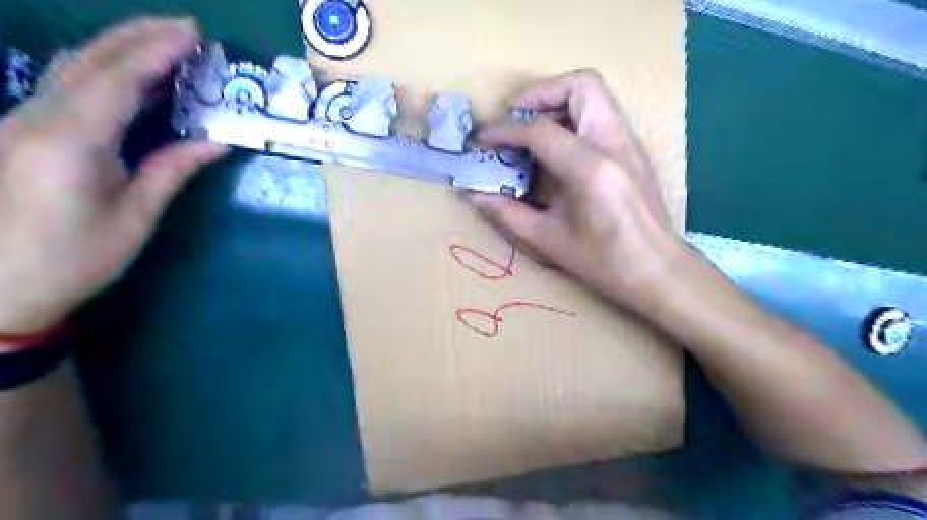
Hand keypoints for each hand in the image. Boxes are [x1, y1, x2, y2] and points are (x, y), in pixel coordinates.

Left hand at [1, 19, 227, 333]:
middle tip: (184, 27)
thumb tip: (216, 141)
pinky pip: (64, 86)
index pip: (118, 80)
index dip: (156, 52)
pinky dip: (103, 71)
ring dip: (119, 48)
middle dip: (138, 36)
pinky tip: (128, 75)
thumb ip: (172, 169)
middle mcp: (38, 118)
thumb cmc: (77, 256)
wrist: (1, 286)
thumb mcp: (136, 216)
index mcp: (71, 141)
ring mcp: (21, 121)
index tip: (194, 36)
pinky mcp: (22, 131)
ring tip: (163, 42)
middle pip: (89, 61)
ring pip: (71, 67)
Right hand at [474, 69, 691, 312]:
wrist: (657, 269)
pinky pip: (600, 113)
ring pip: (594, 93)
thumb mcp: (548, 240)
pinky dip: (572, 117)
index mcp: (590, 169)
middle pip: (580, 84)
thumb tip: (474, 194)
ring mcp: (629, 142)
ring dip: (557, 101)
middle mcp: (614, 143)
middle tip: (515, 118)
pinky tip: (557, 149)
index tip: (482, 140)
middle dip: (540, 93)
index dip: (504, 131)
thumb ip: (507, 213)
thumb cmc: (603, 262)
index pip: (540, 130)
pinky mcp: (633, 149)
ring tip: (532, 131)